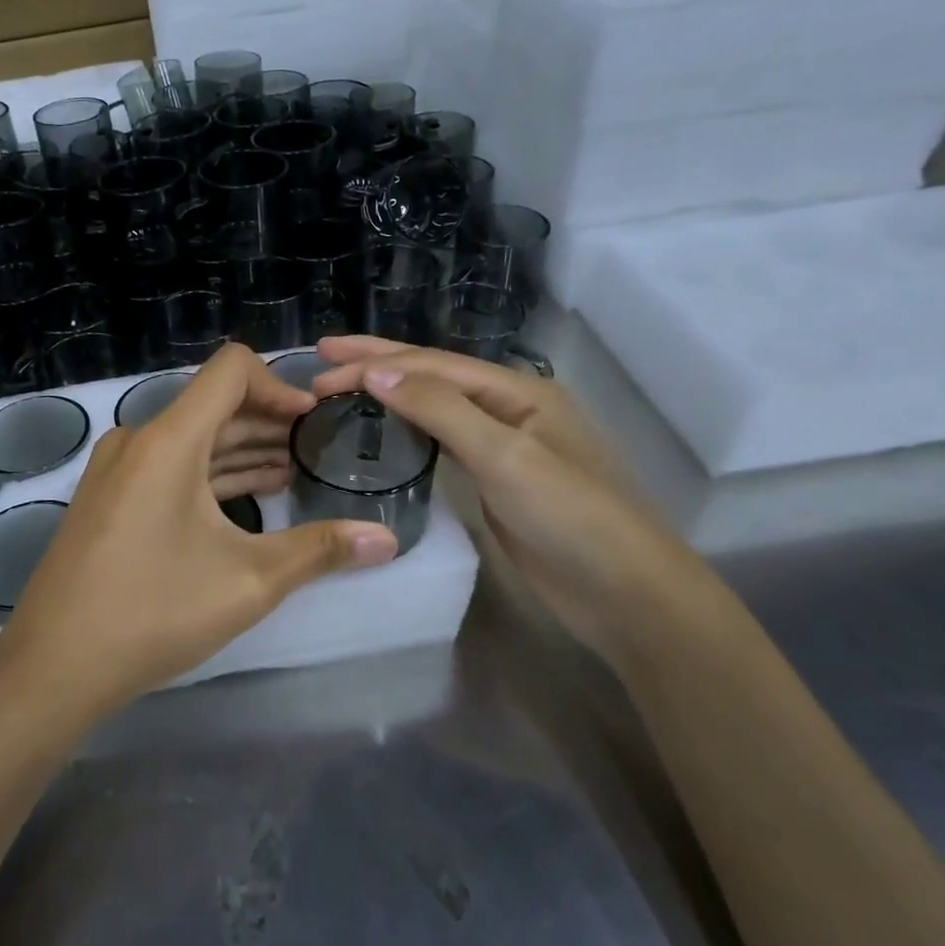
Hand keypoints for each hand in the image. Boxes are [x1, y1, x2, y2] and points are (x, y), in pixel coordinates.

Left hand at [0, 344, 398, 718]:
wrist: (53, 665)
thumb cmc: (154, 612)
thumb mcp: (249, 581)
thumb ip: (320, 550)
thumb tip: (388, 541)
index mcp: (168, 440)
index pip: (231, 370)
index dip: (280, 386)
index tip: (314, 422)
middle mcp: (138, 441)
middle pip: (212, 406)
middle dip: (268, 422)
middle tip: (315, 450)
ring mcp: (116, 471)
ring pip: (190, 439)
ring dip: (240, 450)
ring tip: (291, 472)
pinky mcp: (108, 499)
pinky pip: (167, 467)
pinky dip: (208, 474)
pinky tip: (245, 498)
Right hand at [313, 336, 718, 659]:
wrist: (623, 591)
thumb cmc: (570, 516)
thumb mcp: (505, 455)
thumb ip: (441, 410)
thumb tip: (378, 372)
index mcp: (517, 390)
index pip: (432, 365)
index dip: (374, 361)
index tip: (321, 367)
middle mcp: (509, 409)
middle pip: (433, 375)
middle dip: (377, 361)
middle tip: (323, 354)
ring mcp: (503, 446)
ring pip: (436, 407)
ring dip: (390, 392)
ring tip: (344, 384)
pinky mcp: (495, 481)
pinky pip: (443, 443)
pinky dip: (408, 429)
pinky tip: (387, 428)